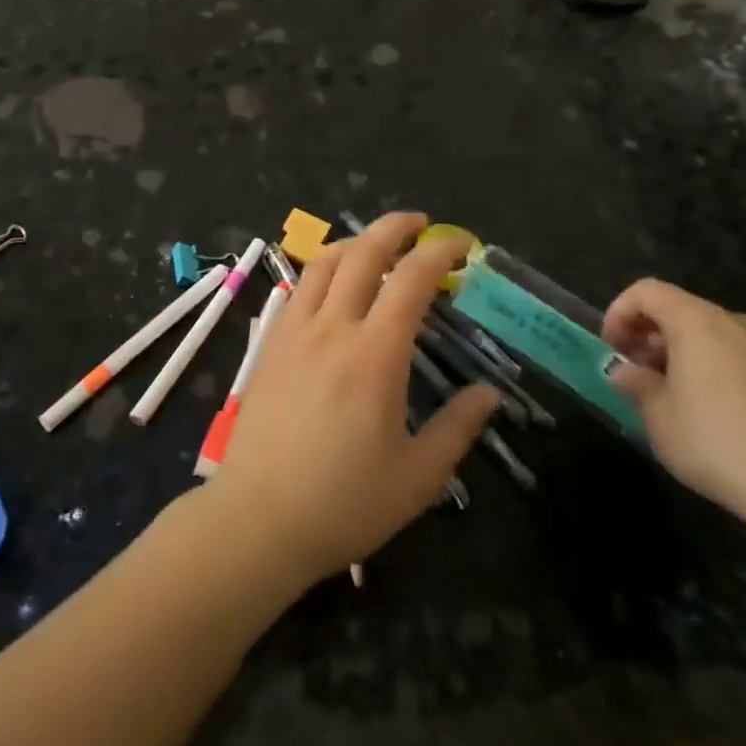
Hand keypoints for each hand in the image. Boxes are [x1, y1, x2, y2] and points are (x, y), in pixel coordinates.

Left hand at [210, 214, 499, 585]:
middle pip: (363, 252)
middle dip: (396, 227)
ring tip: (379, 247)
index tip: (462, 245)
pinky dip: (325, 269)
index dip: (439, 252)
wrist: (257, 520)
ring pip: (325, 262)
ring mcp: (294, 331)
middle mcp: (332, 328)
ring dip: (356, 242)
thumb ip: (457, 428)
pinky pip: (300, 287)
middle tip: (422, 225)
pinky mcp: (269, 344)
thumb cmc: (343, 504)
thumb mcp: (418, 477)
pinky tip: (335, 286)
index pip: (411, 279)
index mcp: (374, 355)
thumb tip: (488, 394)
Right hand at [603, 278, 745, 533]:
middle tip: (639, 373)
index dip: (620, 312)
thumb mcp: (659, 417)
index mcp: (698, 323)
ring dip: (688, 355)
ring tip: (679, 396)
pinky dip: (723, 374)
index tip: (612, 348)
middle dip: (653, 336)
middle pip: (683, 311)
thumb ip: (636, 384)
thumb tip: (624, 371)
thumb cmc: (718, 443)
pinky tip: (724, 418)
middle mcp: (737, 325)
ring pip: (718, 337)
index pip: (647, 291)